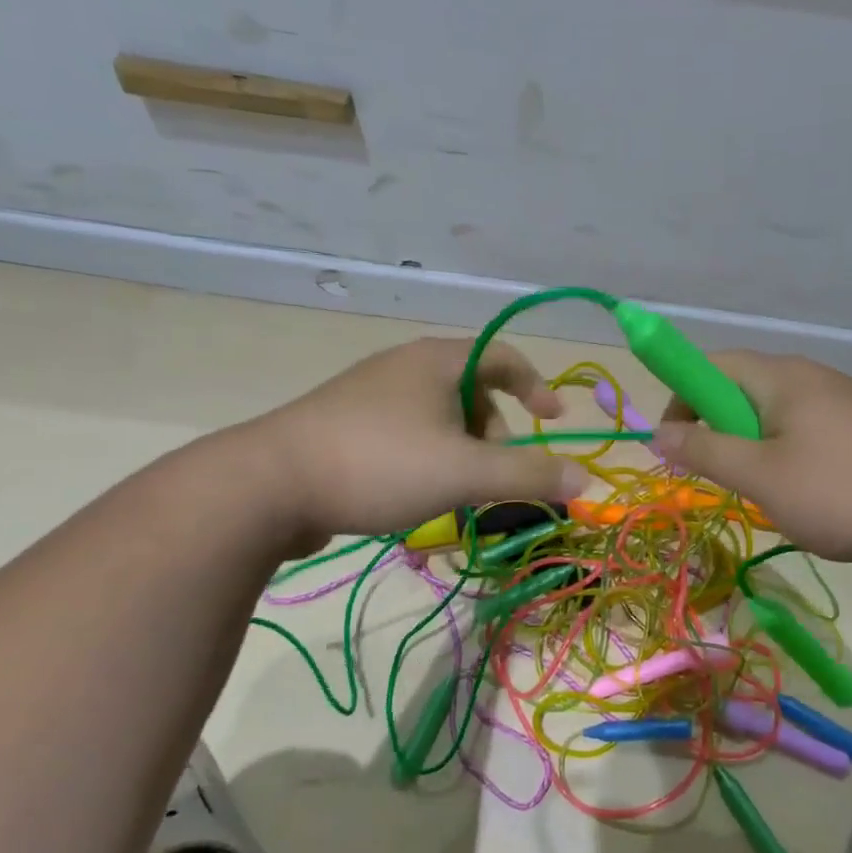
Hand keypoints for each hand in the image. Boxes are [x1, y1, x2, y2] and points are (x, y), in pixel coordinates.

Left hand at [237, 337, 585, 549]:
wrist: (266, 486)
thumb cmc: (379, 464)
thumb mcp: (465, 472)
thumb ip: (529, 474)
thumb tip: (585, 478)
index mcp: (437, 361)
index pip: (504, 357)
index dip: (537, 387)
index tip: (553, 422)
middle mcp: (404, 368)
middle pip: (473, 392)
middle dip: (494, 435)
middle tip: (489, 475)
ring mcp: (369, 396)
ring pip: (438, 419)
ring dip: (461, 453)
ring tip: (451, 494)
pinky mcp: (343, 426)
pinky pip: (406, 435)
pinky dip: (427, 459)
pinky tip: (411, 495)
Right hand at [652, 351, 851, 565]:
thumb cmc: (841, 493)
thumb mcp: (760, 476)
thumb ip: (705, 451)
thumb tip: (659, 433)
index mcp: (784, 376)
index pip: (712, 364)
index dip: (681, 398)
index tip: (672, 445)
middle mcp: (811, 376)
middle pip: (741, 388)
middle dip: (715, 428)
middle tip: (712, 474)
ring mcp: (841, 403)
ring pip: (772, 415)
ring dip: (748, 447)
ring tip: (757, 490)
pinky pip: (802, 432)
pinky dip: (782, 456)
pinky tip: (798, 494)